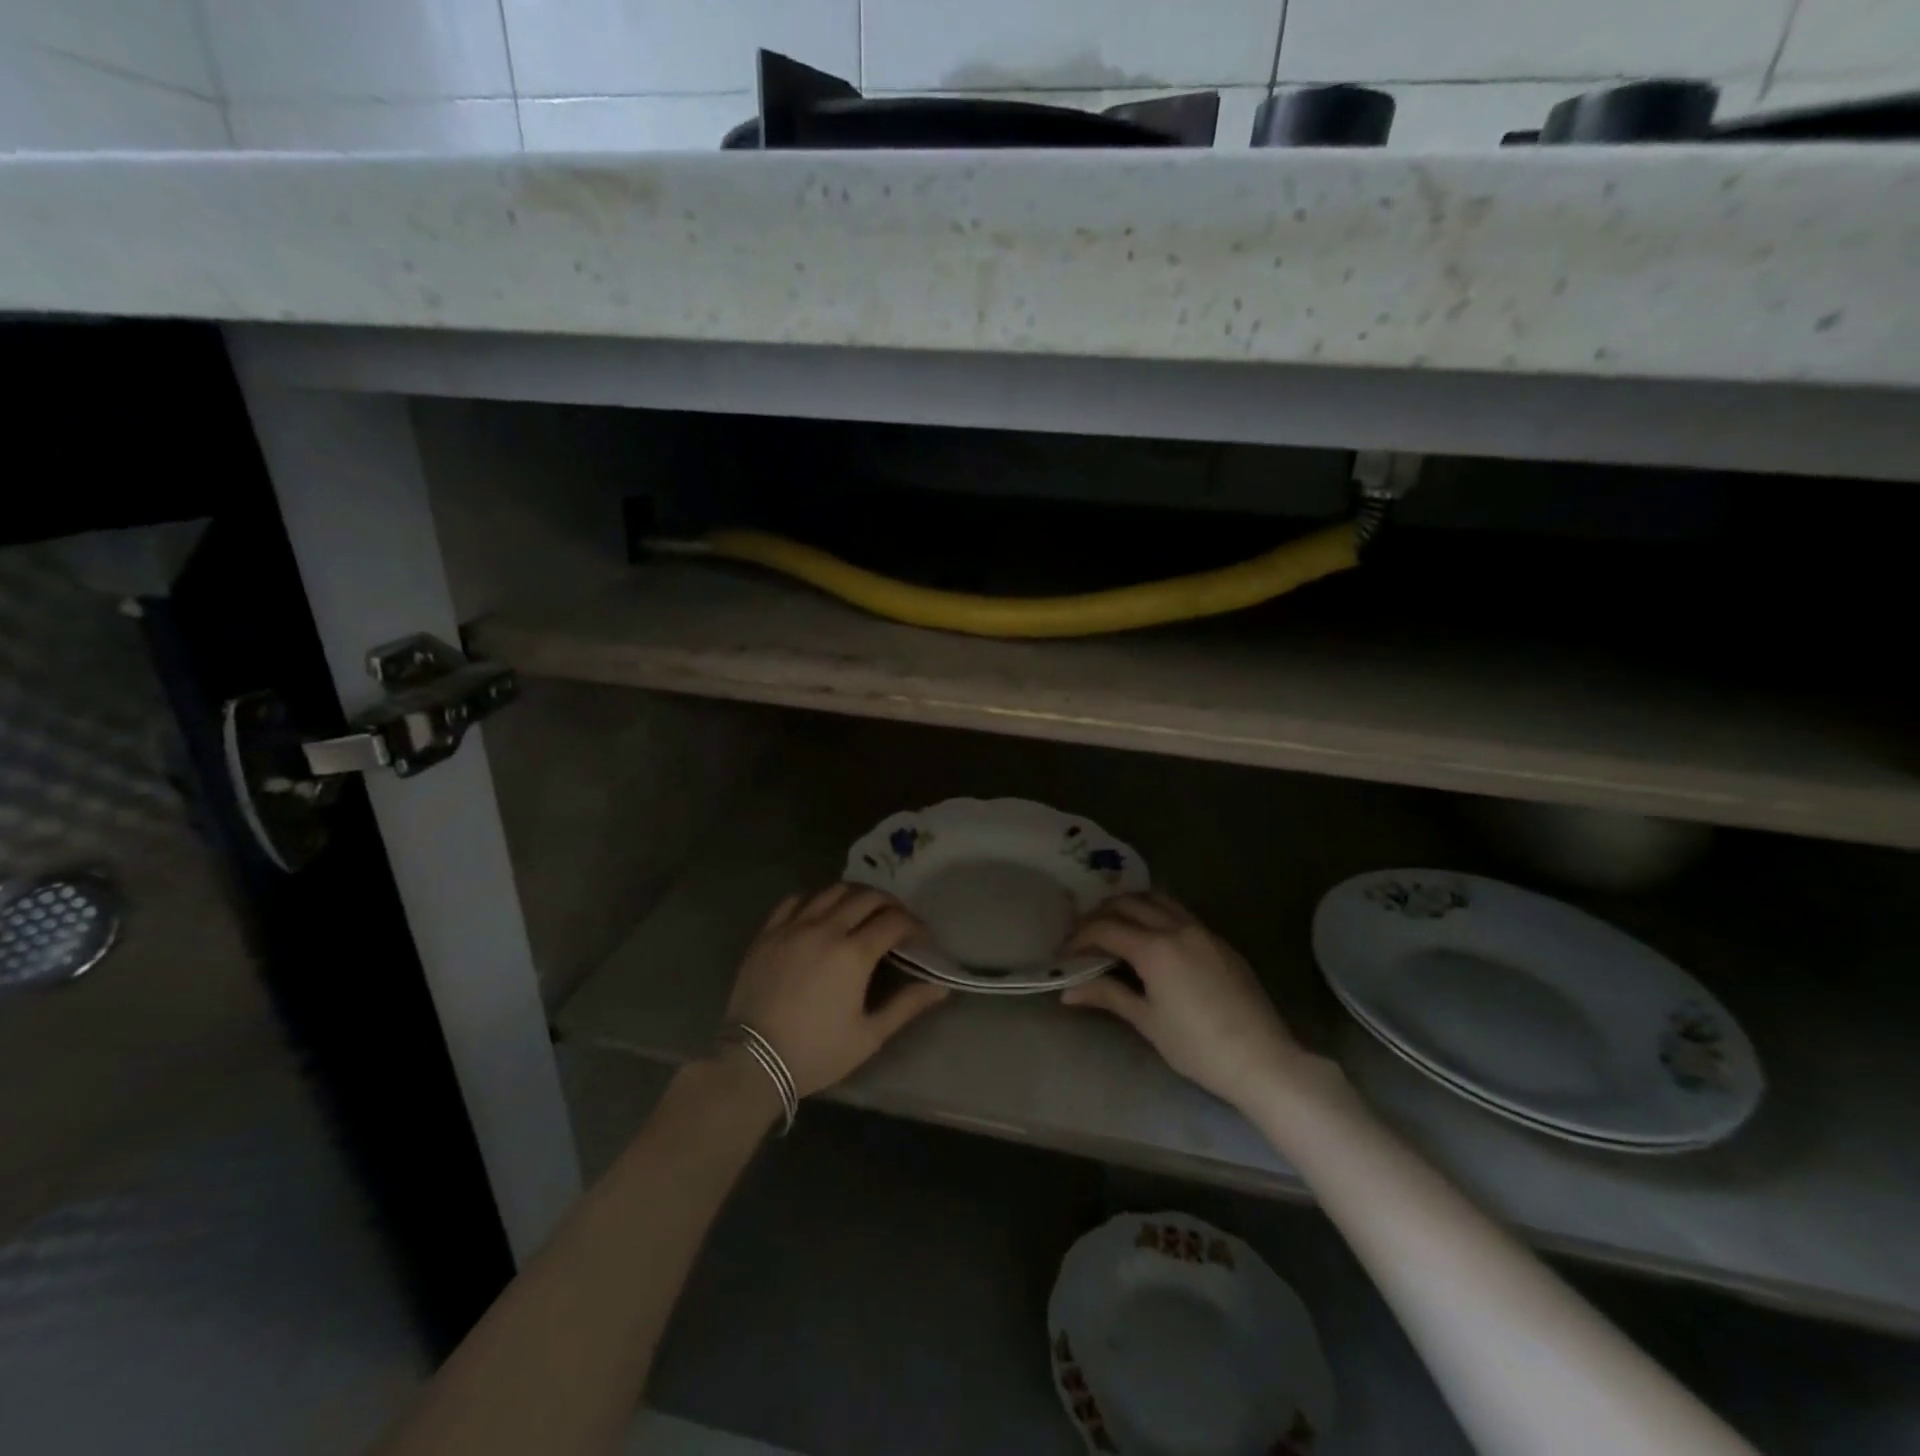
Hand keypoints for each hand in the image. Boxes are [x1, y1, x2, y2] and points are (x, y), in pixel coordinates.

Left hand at [724, 885, 947, 1097]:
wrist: (752, 1062)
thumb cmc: (816, 1052)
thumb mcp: (869, 1036)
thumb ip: (907, 1006)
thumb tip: (941, 987)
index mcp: (854, 954)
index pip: (895, 921)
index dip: (915, 926)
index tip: (921, 939)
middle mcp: (826, 929)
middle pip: (867, 897)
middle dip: (890, 905)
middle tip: (897, 923)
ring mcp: (794, 927)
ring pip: (832, 891)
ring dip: (856, 896)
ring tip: (862, 913)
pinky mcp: (768, 933)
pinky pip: (796, 900)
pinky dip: (816, 900)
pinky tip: (821, 914)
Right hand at [1061, 892, 1305, 1108]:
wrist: (1262, 1060)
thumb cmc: (1198, 1047)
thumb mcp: (1148, 1022)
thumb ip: (1108, 996)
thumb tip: (1067, 991)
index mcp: (1155, 948)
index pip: (1105, 929)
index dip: (1079, 939)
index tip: (1063, 954)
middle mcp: (1177, 928)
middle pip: (1128, 904)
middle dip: (1100, 915)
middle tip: (1084, 936)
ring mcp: (1202, 931)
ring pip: (1158, 900)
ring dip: (1130, 906)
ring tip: (1115, 927)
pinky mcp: (1220, 942)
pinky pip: (1180, 913)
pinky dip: (1156, 913)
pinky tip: (1152, 937)